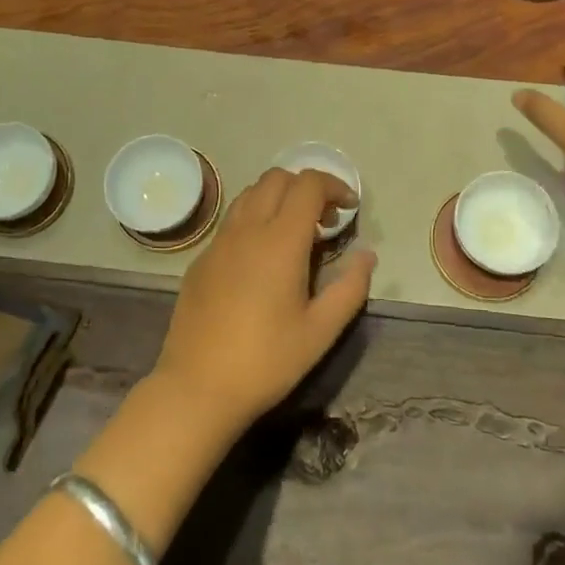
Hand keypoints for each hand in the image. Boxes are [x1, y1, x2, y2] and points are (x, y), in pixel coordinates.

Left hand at [151, 168, 373, 433]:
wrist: (197, 387)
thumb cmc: (266, 361)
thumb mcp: (320, 331)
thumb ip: (350, 287)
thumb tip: (367, 255)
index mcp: (280, 241)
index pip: (308, 184)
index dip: (334, 185)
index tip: (349, 208)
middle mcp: (247, 229)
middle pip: (277, 178)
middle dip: (306, 188)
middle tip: (325, 222)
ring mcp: (219, 241)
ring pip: (250, 193)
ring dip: (278, 198)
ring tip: (295, 234)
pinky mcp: (201, 258)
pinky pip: (232, 220)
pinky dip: (254, 218)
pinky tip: (262, 258)